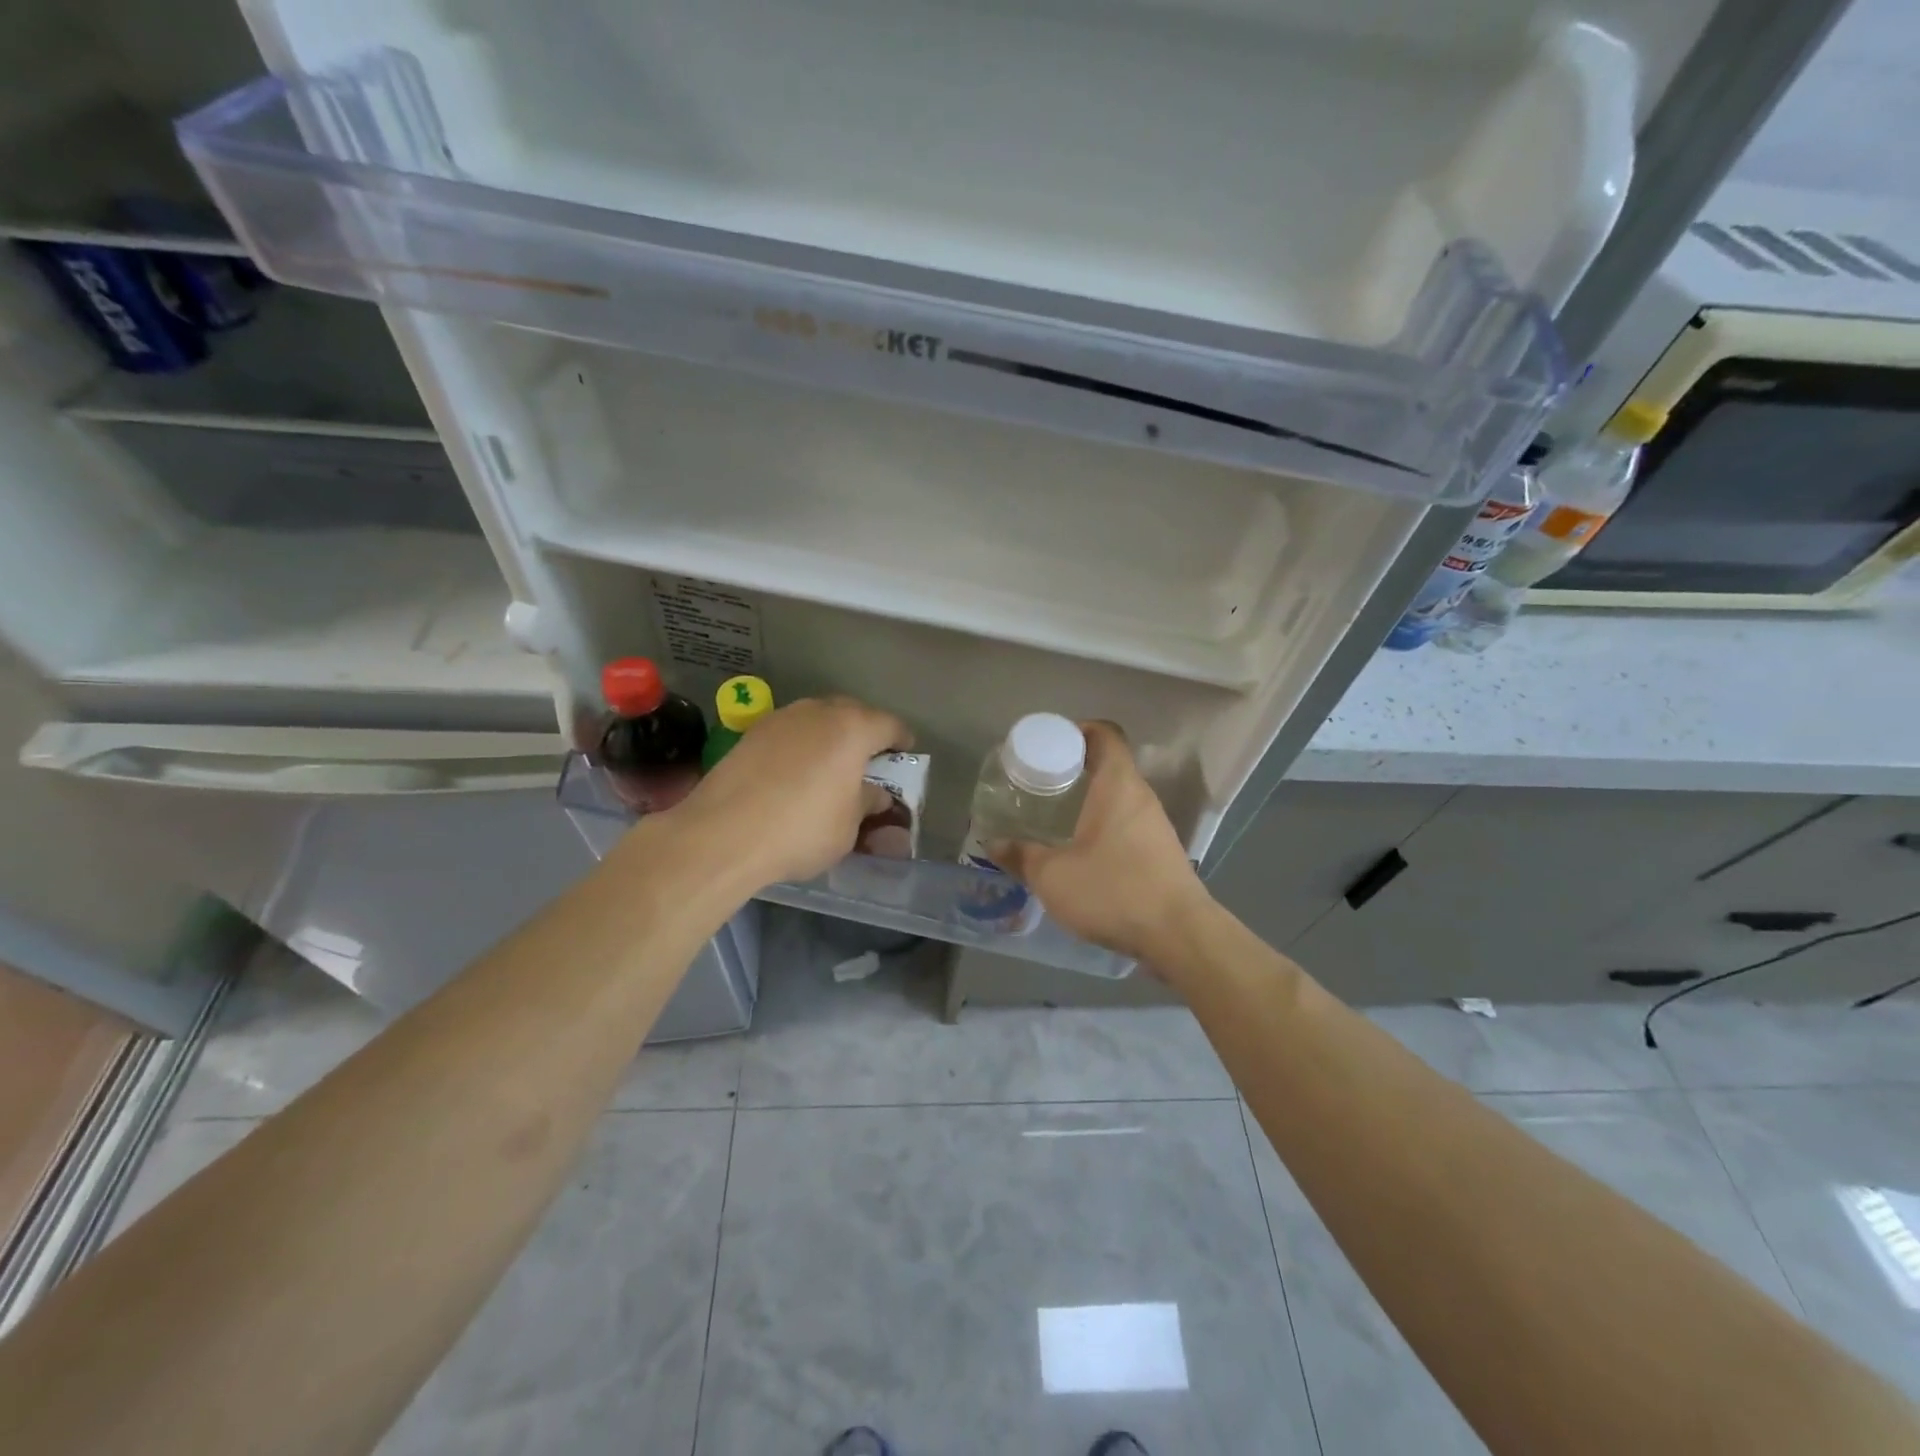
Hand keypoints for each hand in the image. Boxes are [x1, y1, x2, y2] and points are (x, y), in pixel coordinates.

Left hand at [666, 696, 910, 890]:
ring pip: (817, 720)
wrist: (723, 834)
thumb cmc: (801, 829)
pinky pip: (790, 733)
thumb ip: (867, 802)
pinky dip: (801, 746)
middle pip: (853, 714)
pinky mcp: (751, 733)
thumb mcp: (849, 826)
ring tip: (831, 766)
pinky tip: (795, 773)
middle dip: (865, 733)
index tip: (905, 755)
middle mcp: (818, 712)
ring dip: (830, 737)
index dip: (902, 741)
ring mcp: (781, 718)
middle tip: (869, 760)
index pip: (890, 725)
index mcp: (852, 728)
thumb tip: (874, 794)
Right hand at [988, 722, 1212, 967]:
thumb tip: (993, 843)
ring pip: (1119, 797)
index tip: (1049, 745)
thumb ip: (1020, 856)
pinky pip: (1127, 824)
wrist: (1179, 936)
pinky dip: (1104, 826)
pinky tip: (1081, 852)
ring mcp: (1156, 825)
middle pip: (1110, 765)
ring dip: (1089, 801)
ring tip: (1054, 817)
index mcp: (1118, 784)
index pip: (1105, 734)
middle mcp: (1141, 796)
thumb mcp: (1053, 876)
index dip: (1077, 730)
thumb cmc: (1113, 890)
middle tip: (1040, 784)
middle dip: (1075, 769)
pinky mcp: (1162, 852)